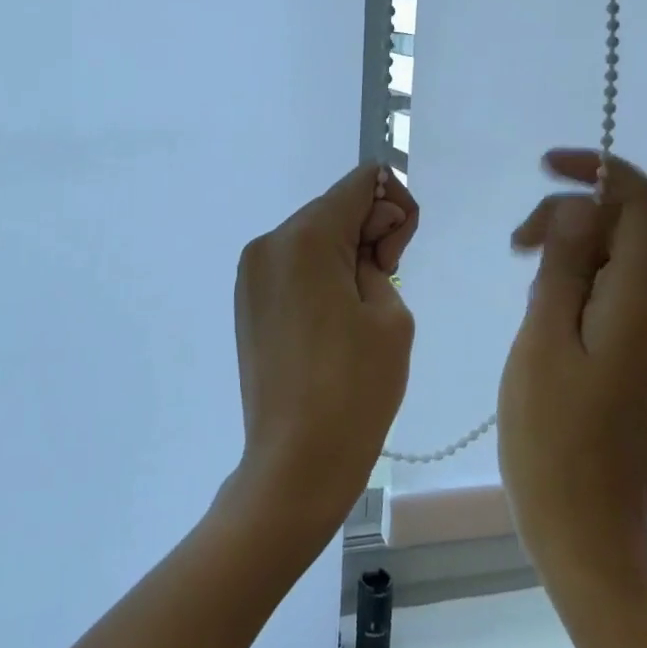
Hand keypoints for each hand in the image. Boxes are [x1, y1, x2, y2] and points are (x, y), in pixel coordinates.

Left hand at [228, 163, 417, 546]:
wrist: (296, 463)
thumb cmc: (355, 388)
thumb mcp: (391, 313)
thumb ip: (381, 255)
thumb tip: (366, 240)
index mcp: (305, 239)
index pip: (359, 184)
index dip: (393, 205)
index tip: (398, 254)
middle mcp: (268, 244)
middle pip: (332, 208)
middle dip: (369, 229)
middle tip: (388, 280)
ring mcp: (251, 274)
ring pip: (312, 237)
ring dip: (345, 253)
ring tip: (362, 307)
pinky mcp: (248, 302)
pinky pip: (293, 266)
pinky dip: (320, 274)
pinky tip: (335, 317)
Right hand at [498, 150, 646, 591]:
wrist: (586, 526)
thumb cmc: (551, 434)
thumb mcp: (543, 338)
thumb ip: (566, 264)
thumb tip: (582, 205)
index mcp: (644, 301)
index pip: (644, 202)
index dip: (601, 169)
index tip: (548, 166)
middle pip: (630, 228)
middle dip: (574, 216)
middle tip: (517, 246)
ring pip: (622, 261)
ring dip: (574, 250)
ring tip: (526, 280)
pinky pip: (619, 295)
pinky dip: (583, 282)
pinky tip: (546, 312)